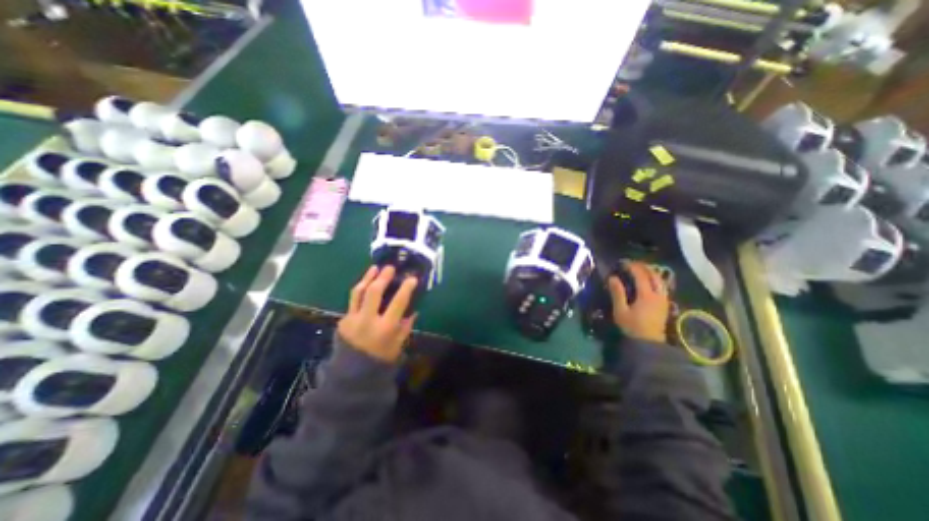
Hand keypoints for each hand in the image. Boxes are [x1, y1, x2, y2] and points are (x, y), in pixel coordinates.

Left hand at [339, 265, 417, 361]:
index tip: (412, 278)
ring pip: (359, 292)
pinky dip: (361, 291)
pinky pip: (353, 301)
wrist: (352, 374)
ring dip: (367, 278)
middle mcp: (368, 320)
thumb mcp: (398, 344)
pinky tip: (366, 285)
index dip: (406, 288)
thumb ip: (405, 326)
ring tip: (374, 268)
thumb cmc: (381, 359)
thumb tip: (412, 310)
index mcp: (385, 328)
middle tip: (390, 268)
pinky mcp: (343, 320)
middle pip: (374, 292)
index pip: (398, 302)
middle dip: (383, 277)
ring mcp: (352, 319)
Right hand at [611, 263, 668, 342]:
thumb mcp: (620, 310)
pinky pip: (663, 287)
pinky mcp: (665, 305)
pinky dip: (656, 280)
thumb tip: (612, 277)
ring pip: (661, 281)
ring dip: (652, 272)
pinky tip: (650, 281)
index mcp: (646, 295)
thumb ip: (617, 293)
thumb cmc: (632, 327)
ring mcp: (664, 300)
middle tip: (633, 264)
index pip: (641, 276)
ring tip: (642, 269)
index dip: (632, 267)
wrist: (648, 344)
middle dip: (644, 267)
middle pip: (654, 276)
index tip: (623, 262)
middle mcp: (658, 295)